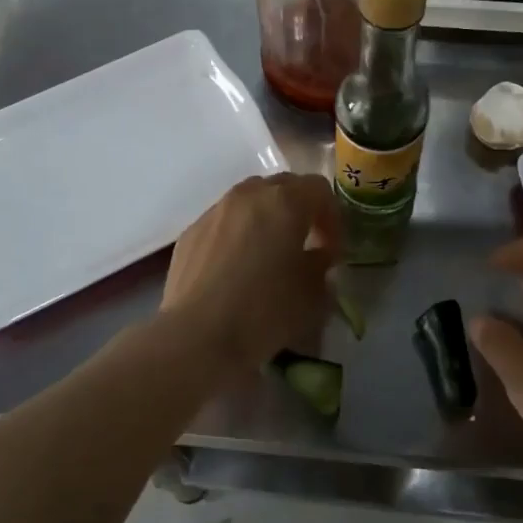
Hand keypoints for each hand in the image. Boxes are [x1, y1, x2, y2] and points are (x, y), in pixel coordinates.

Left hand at [161, 174, 338, 374]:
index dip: (332, 218)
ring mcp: (215, 211)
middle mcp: (248, 195)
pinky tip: (236, 268)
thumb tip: (316, 255)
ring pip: (249, 200)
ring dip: (266, 219)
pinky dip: (238, 234)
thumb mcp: (313, 294)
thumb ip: (321, 264)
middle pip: (282, 186)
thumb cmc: (265, 311)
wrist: (198, 336)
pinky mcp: (191, 232)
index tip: (332, 251)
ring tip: (269, 254)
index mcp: (285, 202)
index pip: (319, 189)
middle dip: (299, 210)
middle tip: (305, 245)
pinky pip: (224, 222)